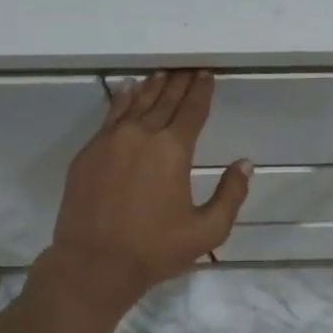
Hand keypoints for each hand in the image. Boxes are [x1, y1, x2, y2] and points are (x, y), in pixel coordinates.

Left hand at [43, 71, 250, 312]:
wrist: (93, 265)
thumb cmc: (155, 249)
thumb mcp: (208, 230)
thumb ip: (231, 194)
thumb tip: (245, 163)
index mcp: (173, 150)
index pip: (192, 110)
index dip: (202, 90)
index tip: (207, 74)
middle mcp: (142, 136)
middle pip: (165, 100)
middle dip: (180, 82)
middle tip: (188, 67)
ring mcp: (110, 141)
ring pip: (136, 103)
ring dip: (152, 86)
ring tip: (163, 73)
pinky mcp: (88, 152)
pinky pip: (110, 116)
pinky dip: (122, 99)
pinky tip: (127, 89)